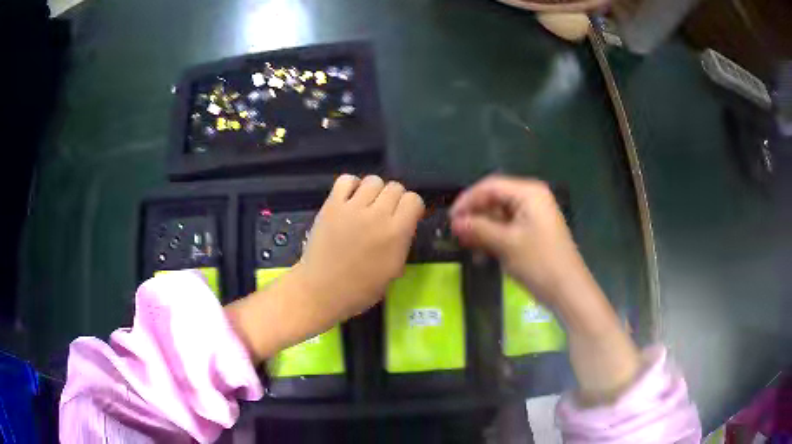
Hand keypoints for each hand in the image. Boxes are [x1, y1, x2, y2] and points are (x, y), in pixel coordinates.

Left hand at [226, 175, 423, 362]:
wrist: (322, 290)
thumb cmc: (360, 289)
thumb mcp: (394, 270)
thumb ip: (402, 242)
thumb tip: (403, 224)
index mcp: (396, 233)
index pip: (413, 199)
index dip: (411, 207)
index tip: (406, 216)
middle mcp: (377, 215)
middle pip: (395, 187)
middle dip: (394, 198)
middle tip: (385, 213)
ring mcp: (352, 208)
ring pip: (373, 180)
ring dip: (374, 191)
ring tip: (367, 205)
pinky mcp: (332, 205)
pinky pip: (346, 180)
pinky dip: (351, 185)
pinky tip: (350, 199)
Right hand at [450, 175, 582, 308]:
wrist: (568, 290)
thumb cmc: (539, 263)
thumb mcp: (506, 244)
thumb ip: (478, 229)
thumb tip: (455, 222)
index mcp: (529, 193)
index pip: (490, 186)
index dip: (467, 200)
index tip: (450, 219)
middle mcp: (532, 198)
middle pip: (495, 199)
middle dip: (475, 216)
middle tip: (456, 234)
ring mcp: (534, 215)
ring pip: (499, 215)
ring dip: (483, 229)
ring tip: (468, 246)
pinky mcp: (533, 231)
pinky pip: (508, 228)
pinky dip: (494, 238)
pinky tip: (482, 254)